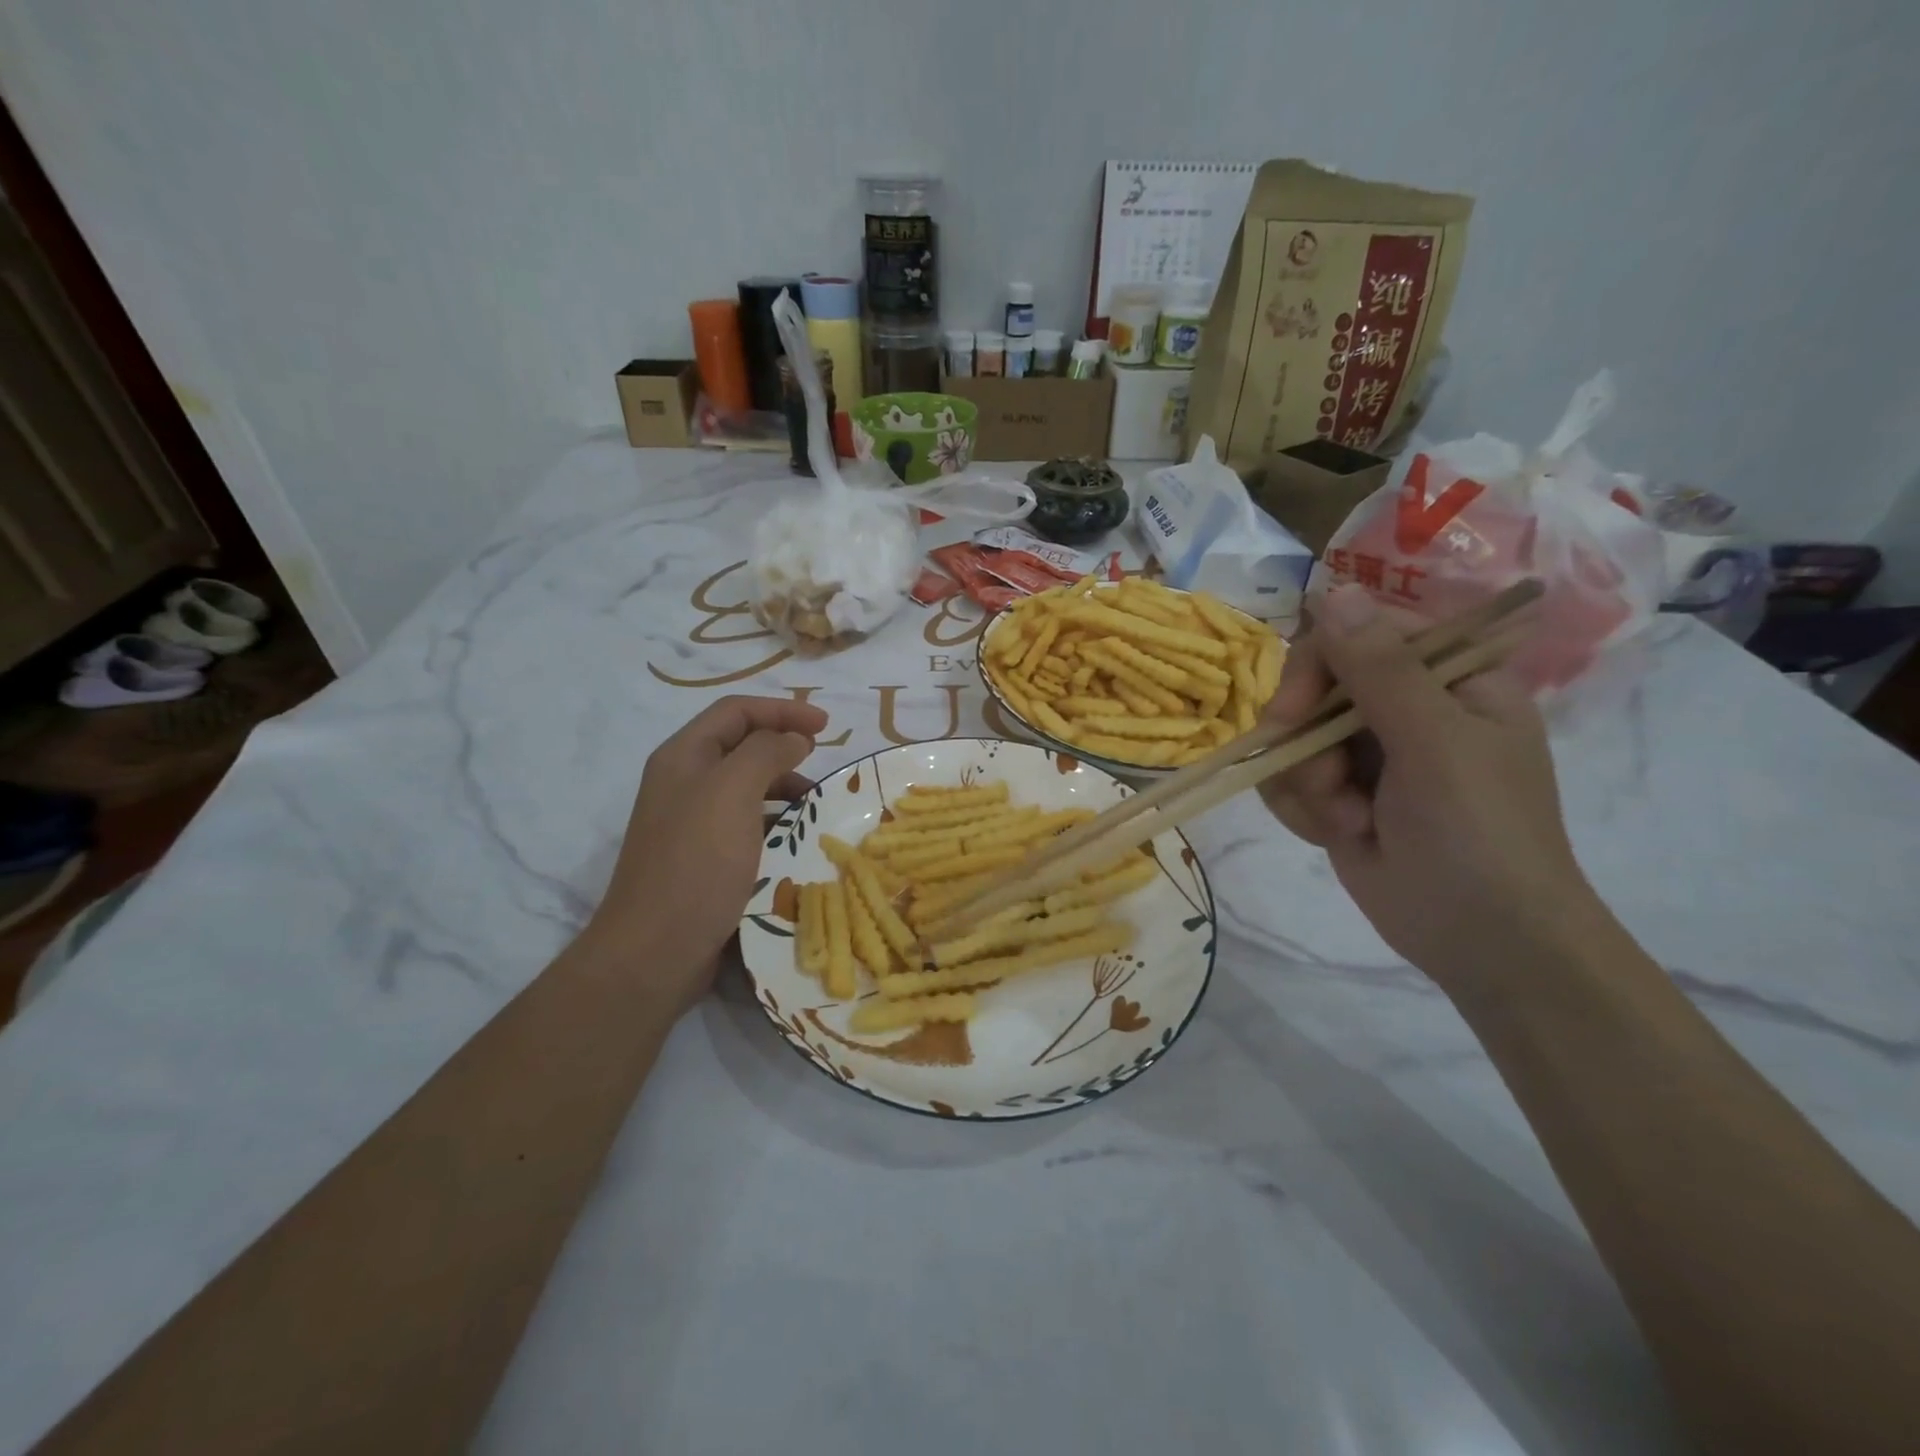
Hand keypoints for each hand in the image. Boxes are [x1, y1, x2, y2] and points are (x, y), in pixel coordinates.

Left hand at [590, 695, 826, 1012]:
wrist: (656, 950)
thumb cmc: (697, 862)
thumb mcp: (733, 792)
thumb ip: (766, 752)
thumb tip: (794, 738)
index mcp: (684, 757)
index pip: (736, 711)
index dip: (782, 709)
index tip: (827, 726)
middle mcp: (684, 782)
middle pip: (741, 746)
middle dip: (784, 746)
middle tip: (824, 763)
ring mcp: (692, 822)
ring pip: (746, 787)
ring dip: (784, 786)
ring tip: (817, 806)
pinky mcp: (704, 858)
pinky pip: (747, 824)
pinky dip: (775, 822)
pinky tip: (796, 840)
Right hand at [1259, 586, 1600, 991]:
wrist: (1482, 941)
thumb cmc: (1478, 833)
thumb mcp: (1434, 743)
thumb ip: (1379, 668)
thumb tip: (1331, 589)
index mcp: (1449, 678)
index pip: (1361, 634)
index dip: (1318, 664)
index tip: (1294, 711)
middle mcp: (1406, 707)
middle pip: (1315, 685)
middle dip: (1307, 741)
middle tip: (1322, 782)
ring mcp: (1369, 753)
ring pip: (1293, 739)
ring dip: (1306, 785)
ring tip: (1348, 821)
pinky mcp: (1340, 794)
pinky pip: (1288, 779)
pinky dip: (1301, 809)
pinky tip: (1337, 835)